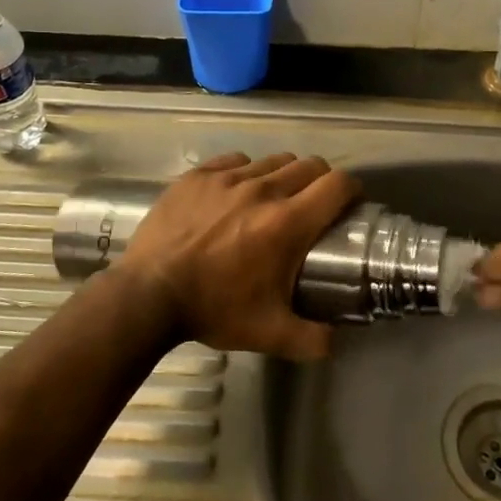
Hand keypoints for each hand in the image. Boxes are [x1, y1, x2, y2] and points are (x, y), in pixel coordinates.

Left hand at [120, 153, 360, 360]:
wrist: (148, 295)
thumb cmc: (213, 310)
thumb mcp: (269, 334)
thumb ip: (312, 339)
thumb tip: (336, 340)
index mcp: (287, 223)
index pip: (337, 185)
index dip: (351, 190)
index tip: (349, 204)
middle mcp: (263, 190)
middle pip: (309, 165)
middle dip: (320, 181)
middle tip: (312, 206)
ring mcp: (228, 178)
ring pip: (273, 160)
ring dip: (283, 175)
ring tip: (272, 199)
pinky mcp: (198, 175)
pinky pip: (235, 160)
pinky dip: (244, 172)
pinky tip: (234, 194)